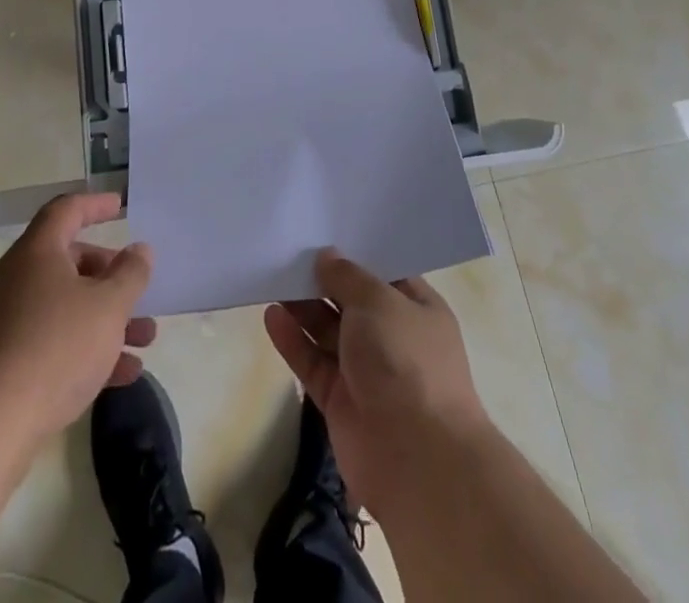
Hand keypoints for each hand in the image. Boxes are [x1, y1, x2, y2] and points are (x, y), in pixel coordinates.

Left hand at [0, 192, 155, 447]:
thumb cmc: (56, 347)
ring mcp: (10, 321)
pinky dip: (89, 349)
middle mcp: (20, 278)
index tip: (120, 206)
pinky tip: (124, 373)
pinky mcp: (8, 361)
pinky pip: (56, 341)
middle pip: (71, 261)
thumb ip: (130, 274)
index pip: (67, 210)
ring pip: (68, 306)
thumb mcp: (109, 306)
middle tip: (138, 288)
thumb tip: (140, 250)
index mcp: (38, 252)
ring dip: (108, 318)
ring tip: (146, 338)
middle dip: (110, 275)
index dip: (95, 204)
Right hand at [263, 250, 488, 511]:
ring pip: (328, 331)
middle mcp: (393, 337)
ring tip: (272, 276)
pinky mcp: (340, 401)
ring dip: (303, 307)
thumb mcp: (378, 302)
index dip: (355, 254)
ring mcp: (366, 371)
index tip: (323, 230)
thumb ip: (348, 277)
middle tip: (287, 250)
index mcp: (417, 309)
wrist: (417, 459)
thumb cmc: (406, 362)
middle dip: (323, 279)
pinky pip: (313, 362)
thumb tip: (326, 256)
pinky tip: (271, 316)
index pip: (384, 273)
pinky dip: (294, 341)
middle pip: (351, 301)